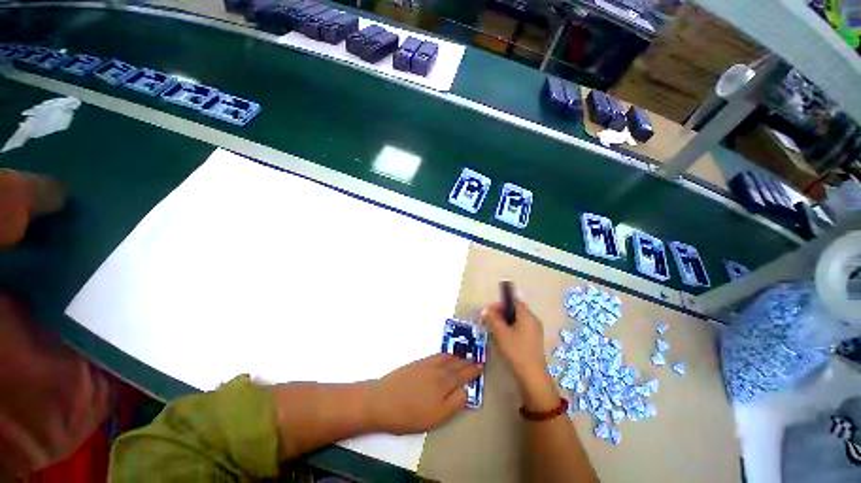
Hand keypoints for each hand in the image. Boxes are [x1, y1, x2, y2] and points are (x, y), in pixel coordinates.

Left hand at [366, 354, 481, 434]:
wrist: (383, 400)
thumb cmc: (410, 414)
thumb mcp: (436, 416)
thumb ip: (454, 403)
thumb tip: (466, 391)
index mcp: (444, 383)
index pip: (463, 375)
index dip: (472, 371)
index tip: (480, 366)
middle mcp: (438, 370)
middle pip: (456, 364)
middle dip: (466, 363)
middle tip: (475, 361)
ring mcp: (426, 364)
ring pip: (446, 357)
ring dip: (456, 357)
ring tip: (462, 357)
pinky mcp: (417, 363)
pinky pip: (435, 355)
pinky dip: (443, 354)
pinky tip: (443, 357)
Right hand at [483, 299, 558, 411]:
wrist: (532, 375)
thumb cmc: (515, 350)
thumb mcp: (500, 333)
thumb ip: (492, 319)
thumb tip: (486, 309)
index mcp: (527, 315)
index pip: (513, 301)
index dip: (500, 303)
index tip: (490, 310)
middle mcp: (533, 320)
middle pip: (516, 310)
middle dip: (502, 312)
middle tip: (490, 319)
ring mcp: (535, 330)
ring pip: (518, 319)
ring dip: (506, 320)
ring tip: (495, 328)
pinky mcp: (535, 339)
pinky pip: (522, 327)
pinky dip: (512, 327)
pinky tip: (504, 336)